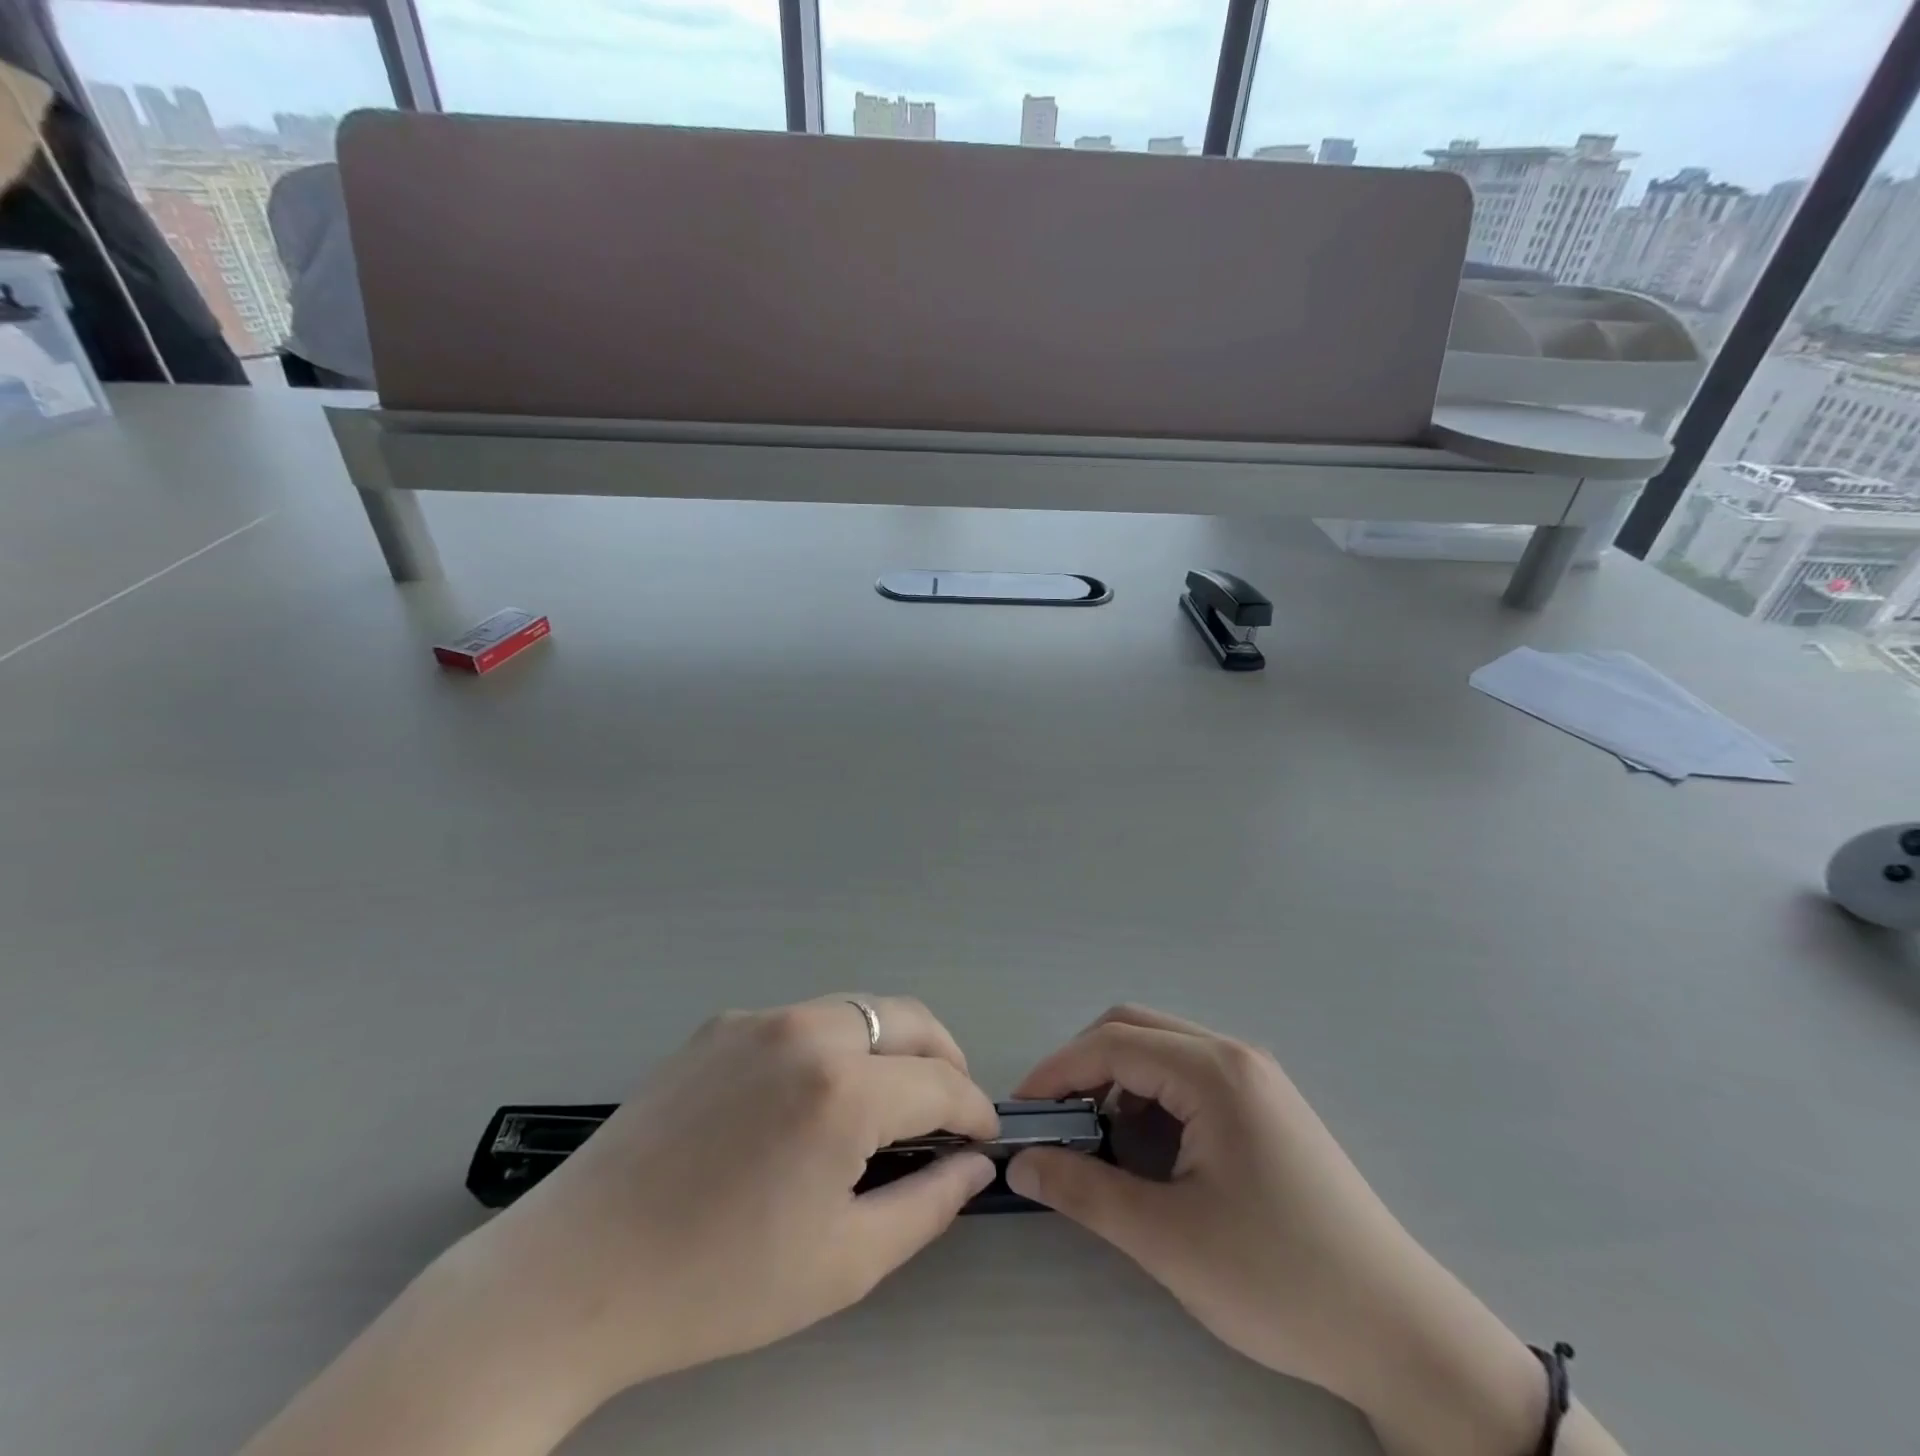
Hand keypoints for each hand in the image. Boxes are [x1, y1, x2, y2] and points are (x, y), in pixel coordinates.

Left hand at [478, 995, 997, 1400]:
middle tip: (948, 1111)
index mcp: (843, 1089)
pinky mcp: (720, 1024)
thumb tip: (973, 1164)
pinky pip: (802, 1021)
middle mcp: (807, 1030)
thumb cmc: (721, 1282)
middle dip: (944, 1059)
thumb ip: (929, 1205)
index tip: (983, 1139)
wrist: (578, 1272)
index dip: (975, 1111)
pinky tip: (810, 1100)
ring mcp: (758, 1018)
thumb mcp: (845, 1262)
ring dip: (891, 1047)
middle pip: (908, 1018)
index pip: (942, 1082)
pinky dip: (834, 1046)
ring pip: (857, 1010)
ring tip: (887, 1103)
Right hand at [1006, 1006, 1551, 1455]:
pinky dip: (1152, 1097)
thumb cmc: (1280, 1280)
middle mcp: (1235, 1055)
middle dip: (1084, 1066)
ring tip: (1098, 1142)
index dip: (1056, 1071)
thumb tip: (1021, 1162)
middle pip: (1134, 1029)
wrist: (1400, 1332)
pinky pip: (1190, 1076)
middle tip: (1054, 1122)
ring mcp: (1256, 1078)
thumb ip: (1085, 1191)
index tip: (1020, 1112)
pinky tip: (1150, 1150)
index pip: (1112, 1043)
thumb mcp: (1168, 1240)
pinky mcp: (1267, 1106)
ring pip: (1162, 1050)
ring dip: (1118, 1080)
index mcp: (1214, 1071)